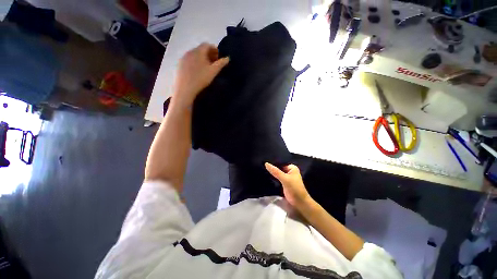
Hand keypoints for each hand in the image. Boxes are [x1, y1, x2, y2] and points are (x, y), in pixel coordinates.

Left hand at [172, 43, 229, 107]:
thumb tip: (227, 58)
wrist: (185, 88)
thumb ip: (221, 63)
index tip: (218, 57)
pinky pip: (189, 59)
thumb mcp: (213, 71)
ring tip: (206, 67)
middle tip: (214, 62)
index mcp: (198, 51)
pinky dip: (195, 62)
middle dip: (208, 54)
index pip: (207, 45)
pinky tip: (197, 71)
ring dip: (202, 58)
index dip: (214, 49)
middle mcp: (190, 51)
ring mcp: (183, 58)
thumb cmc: (201, 79)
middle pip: (200, 49)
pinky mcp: (179, 64)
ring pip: (194, 54)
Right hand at [265, 163, 311, 208]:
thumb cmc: (295, 189)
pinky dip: (273, 177)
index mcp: (292, 168)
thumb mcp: (285, 179)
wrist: (299, 203)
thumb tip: (266, 163)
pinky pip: (277, 178)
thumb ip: (275, 171)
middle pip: (279, 167)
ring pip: (277, 173)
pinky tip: (266, 175)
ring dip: (272, 172)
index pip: (281, 162)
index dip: (273, 161)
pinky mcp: (283, 183)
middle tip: (262, 164)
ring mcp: (286, 177)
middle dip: (272, 167)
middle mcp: (289, 171)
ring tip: (263, 169)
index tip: (265, 160)